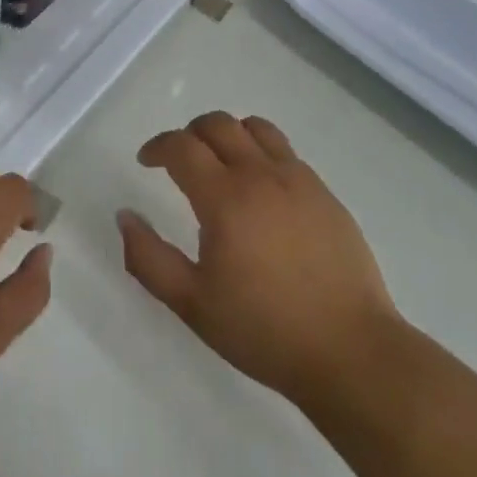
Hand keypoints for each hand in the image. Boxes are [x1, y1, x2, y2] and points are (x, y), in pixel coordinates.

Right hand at [117, 112, 398, 405]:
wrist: (351, 352)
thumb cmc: (264, 331)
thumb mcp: (192, 304)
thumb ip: (148, 258)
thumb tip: (125, 216)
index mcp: (225, 198)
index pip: (182, 146)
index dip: (157, 146)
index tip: (146, 161)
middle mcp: (260, 175)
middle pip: (218, 124)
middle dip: (190, 132)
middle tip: (179, 160)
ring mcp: (298, 180)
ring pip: (256, 128)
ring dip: (229, 134)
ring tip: (221, 163)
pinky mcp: (325, 194)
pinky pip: (285, 152)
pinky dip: (261, 152)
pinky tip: (261, 190)